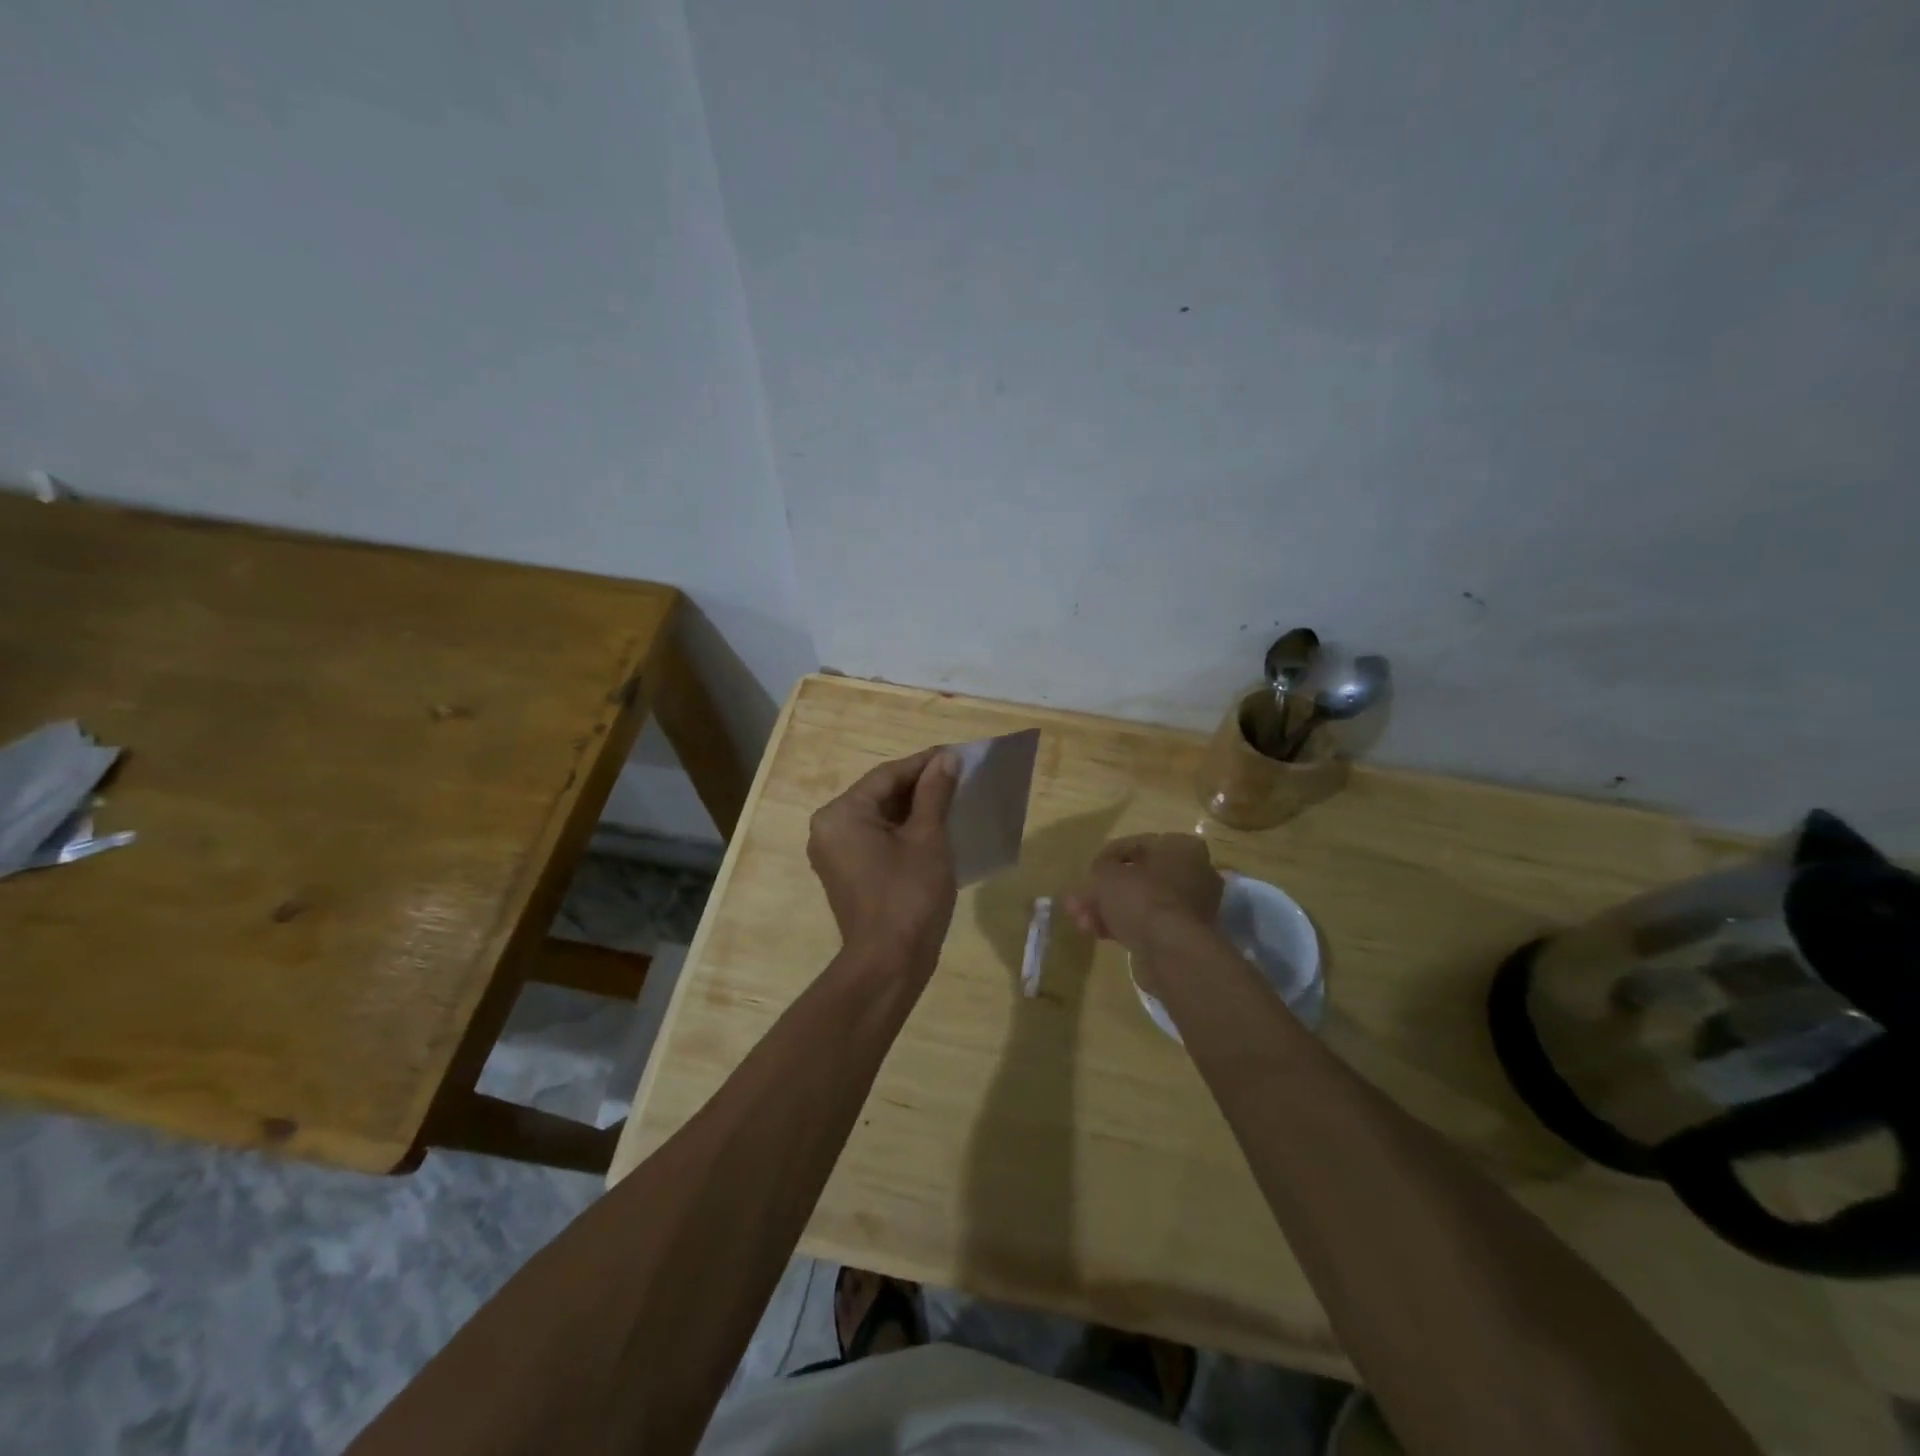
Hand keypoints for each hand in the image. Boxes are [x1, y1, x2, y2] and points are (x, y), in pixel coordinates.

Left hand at [808, 746, 960, 961]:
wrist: (889, 964)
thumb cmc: (909, 895)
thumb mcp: (927, 838)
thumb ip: (934, 793)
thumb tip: (946, 759)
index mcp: (841, 814)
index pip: (887, 775)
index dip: (924, 763)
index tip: (957, 753)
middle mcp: (829, 828)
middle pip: (880, 794)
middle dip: (920, 785)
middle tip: (958, 775)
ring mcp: (835, 852)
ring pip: (879, 816)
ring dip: (914, 807)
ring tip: (952, 797)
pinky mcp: (847, 872)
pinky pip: (876, 838)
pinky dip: (903, 830)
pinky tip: (934, 826)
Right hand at [1062, 833, 1222, 967]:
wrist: (1170, 952)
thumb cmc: (1142, 898)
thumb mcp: (1107, 874)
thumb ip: (1100, 868)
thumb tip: (1099, 874)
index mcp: (1182, 847)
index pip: (1137, 844)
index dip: (1107, 857)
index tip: (1088, 871)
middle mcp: (1194, 873)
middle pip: (1139, 877)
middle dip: (1106, 890)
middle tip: (1079, 901)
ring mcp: (1191, 907)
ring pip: (1141, 902)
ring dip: (1110, 910)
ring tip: (1082, 922)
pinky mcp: (1184, 935)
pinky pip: (1148, 923)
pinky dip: (1124, 926)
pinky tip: (1098, 933)